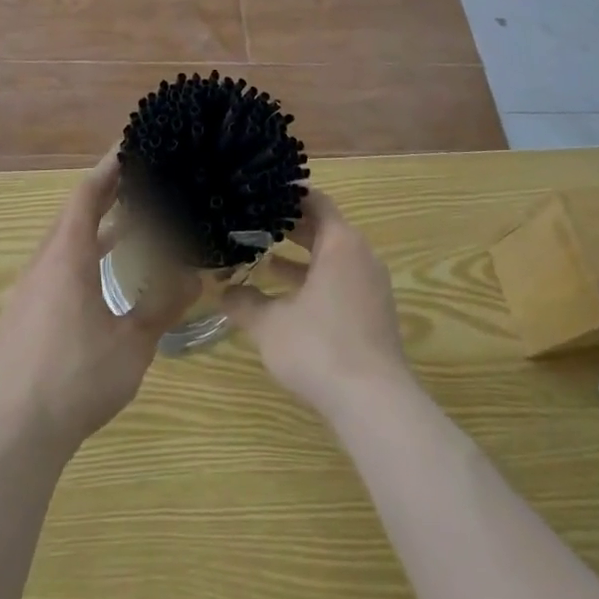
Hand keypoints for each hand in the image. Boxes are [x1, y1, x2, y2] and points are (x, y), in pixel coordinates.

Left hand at [0, 149, 197, 457]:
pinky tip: (96, 280)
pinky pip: (51, 268)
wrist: (17, 434)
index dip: (108, 169)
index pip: (87, 196)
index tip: (129, 147)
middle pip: (72, 215)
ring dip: (92, 230)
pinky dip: (77, 257)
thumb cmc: (79, 379)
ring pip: (61, 243)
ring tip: (126, 229)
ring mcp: (26, 290)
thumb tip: (195, 274)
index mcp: (67, 258)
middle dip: (104, 196)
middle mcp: (42, 264)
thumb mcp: (133, 342)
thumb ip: (164, 304)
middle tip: (137, 183)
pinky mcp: (19, 315)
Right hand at [222, 189, 414, 422]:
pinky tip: (288, 299)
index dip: (289, 197)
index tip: (262, 194)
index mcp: (340, 243)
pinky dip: (316, 281)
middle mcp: (361, 256)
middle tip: (254, 225)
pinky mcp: (374, 313)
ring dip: (302, 258)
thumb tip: (223, 291)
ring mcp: (372, 286)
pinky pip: (342, 281)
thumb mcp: (270, 323)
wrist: (375, 403)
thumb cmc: (319, 348)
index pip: (316, 202)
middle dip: (290, 228)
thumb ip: (245, 302)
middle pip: (325, 229)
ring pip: (333, 258)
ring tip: (264, 260)